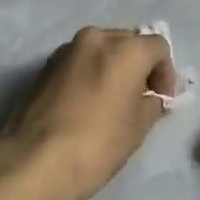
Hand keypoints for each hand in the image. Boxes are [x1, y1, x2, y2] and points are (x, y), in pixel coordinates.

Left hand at [0, 27, 178, 199]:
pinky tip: (86, 106)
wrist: (33, 162)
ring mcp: (65, 50)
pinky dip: (89, 75)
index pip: (158, 47)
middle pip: (128, 42)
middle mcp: (94, 38)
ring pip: (100, 51)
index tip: (161, 101)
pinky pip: (78, 63)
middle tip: (140, 100)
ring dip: (112, 69)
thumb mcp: (138, 128)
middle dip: (139, 67)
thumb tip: (150, 98)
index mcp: (124, 48)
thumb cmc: (96, 144)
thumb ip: (151, 103)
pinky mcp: (43, 66)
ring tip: (111, 103)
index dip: (166, 74)